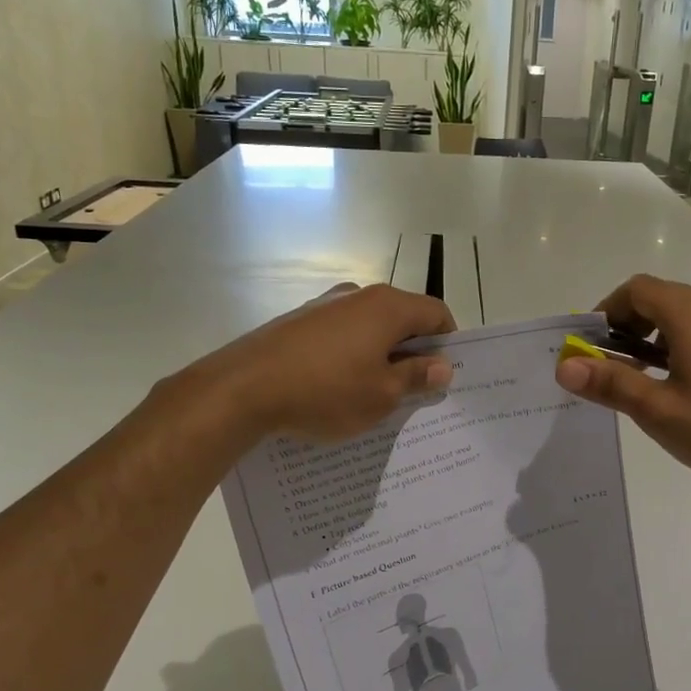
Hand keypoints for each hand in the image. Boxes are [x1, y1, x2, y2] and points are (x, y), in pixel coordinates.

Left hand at [202, 283, 456, 441]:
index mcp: (388, 307)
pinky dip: (350, 356)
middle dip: (413, 352)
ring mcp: (324, 306)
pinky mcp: (298, 322)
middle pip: (402, 318)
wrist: (242, 389)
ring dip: (381, 355)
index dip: (448, 343)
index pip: (436, 313)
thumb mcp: (381, 395)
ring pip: (369, 328)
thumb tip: (442, 366)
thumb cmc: (325, 392)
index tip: (443, 375)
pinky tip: (337, 388)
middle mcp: (358, 295)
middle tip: (414, 390)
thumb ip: (416, 377)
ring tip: (374, 393)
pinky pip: (340, 335)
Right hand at [555, 275, 690, 490]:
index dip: (606, 311)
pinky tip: (689, 386)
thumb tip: (564, 366)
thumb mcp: (658, 411)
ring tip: (648, 379)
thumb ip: (610, 383)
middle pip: (662, 298)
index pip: (636, 290)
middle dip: (629, 326)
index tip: (591, 346)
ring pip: (687, 314)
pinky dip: (685, 344)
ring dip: (657, 337)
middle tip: (614, 367)